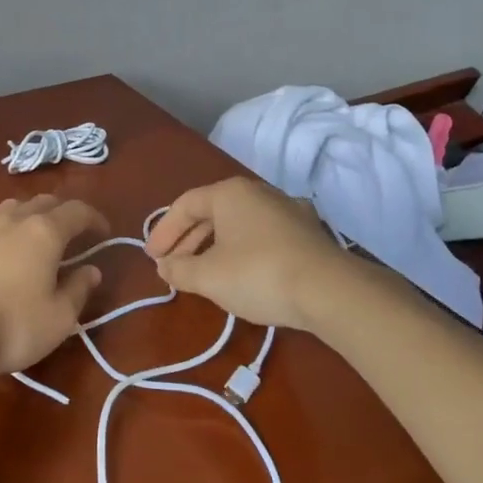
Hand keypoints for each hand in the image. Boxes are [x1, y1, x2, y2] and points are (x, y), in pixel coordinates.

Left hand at [0, 194, 108, 375]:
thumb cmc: (12, 326)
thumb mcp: (59, 318)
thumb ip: (78, 290)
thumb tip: (91, 270)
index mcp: (45, 233)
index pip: (77, 211)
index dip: (94, 218)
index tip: (103, 232)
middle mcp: (13, 221)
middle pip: (43, 202)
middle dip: (61, 212)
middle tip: (70, 231)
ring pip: (8, 207)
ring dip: (25, 214)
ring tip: (30, 233)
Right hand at [145, 177, 348, 331]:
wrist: (329, 290)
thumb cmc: (258, 274)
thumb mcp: (209, 276)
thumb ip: (179, 269)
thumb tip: (164, 266)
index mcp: (231, 193)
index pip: (185, 205)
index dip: (164, 231)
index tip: (152, 258)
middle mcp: (259, 192)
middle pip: (212, 212)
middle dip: (188, 240)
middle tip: (172, 267)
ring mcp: (288, 210)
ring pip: (239, 223)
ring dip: (214, 246)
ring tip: (203, 273)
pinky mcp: (307, 233)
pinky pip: (262, 235)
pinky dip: (242, 250)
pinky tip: (241, 272)